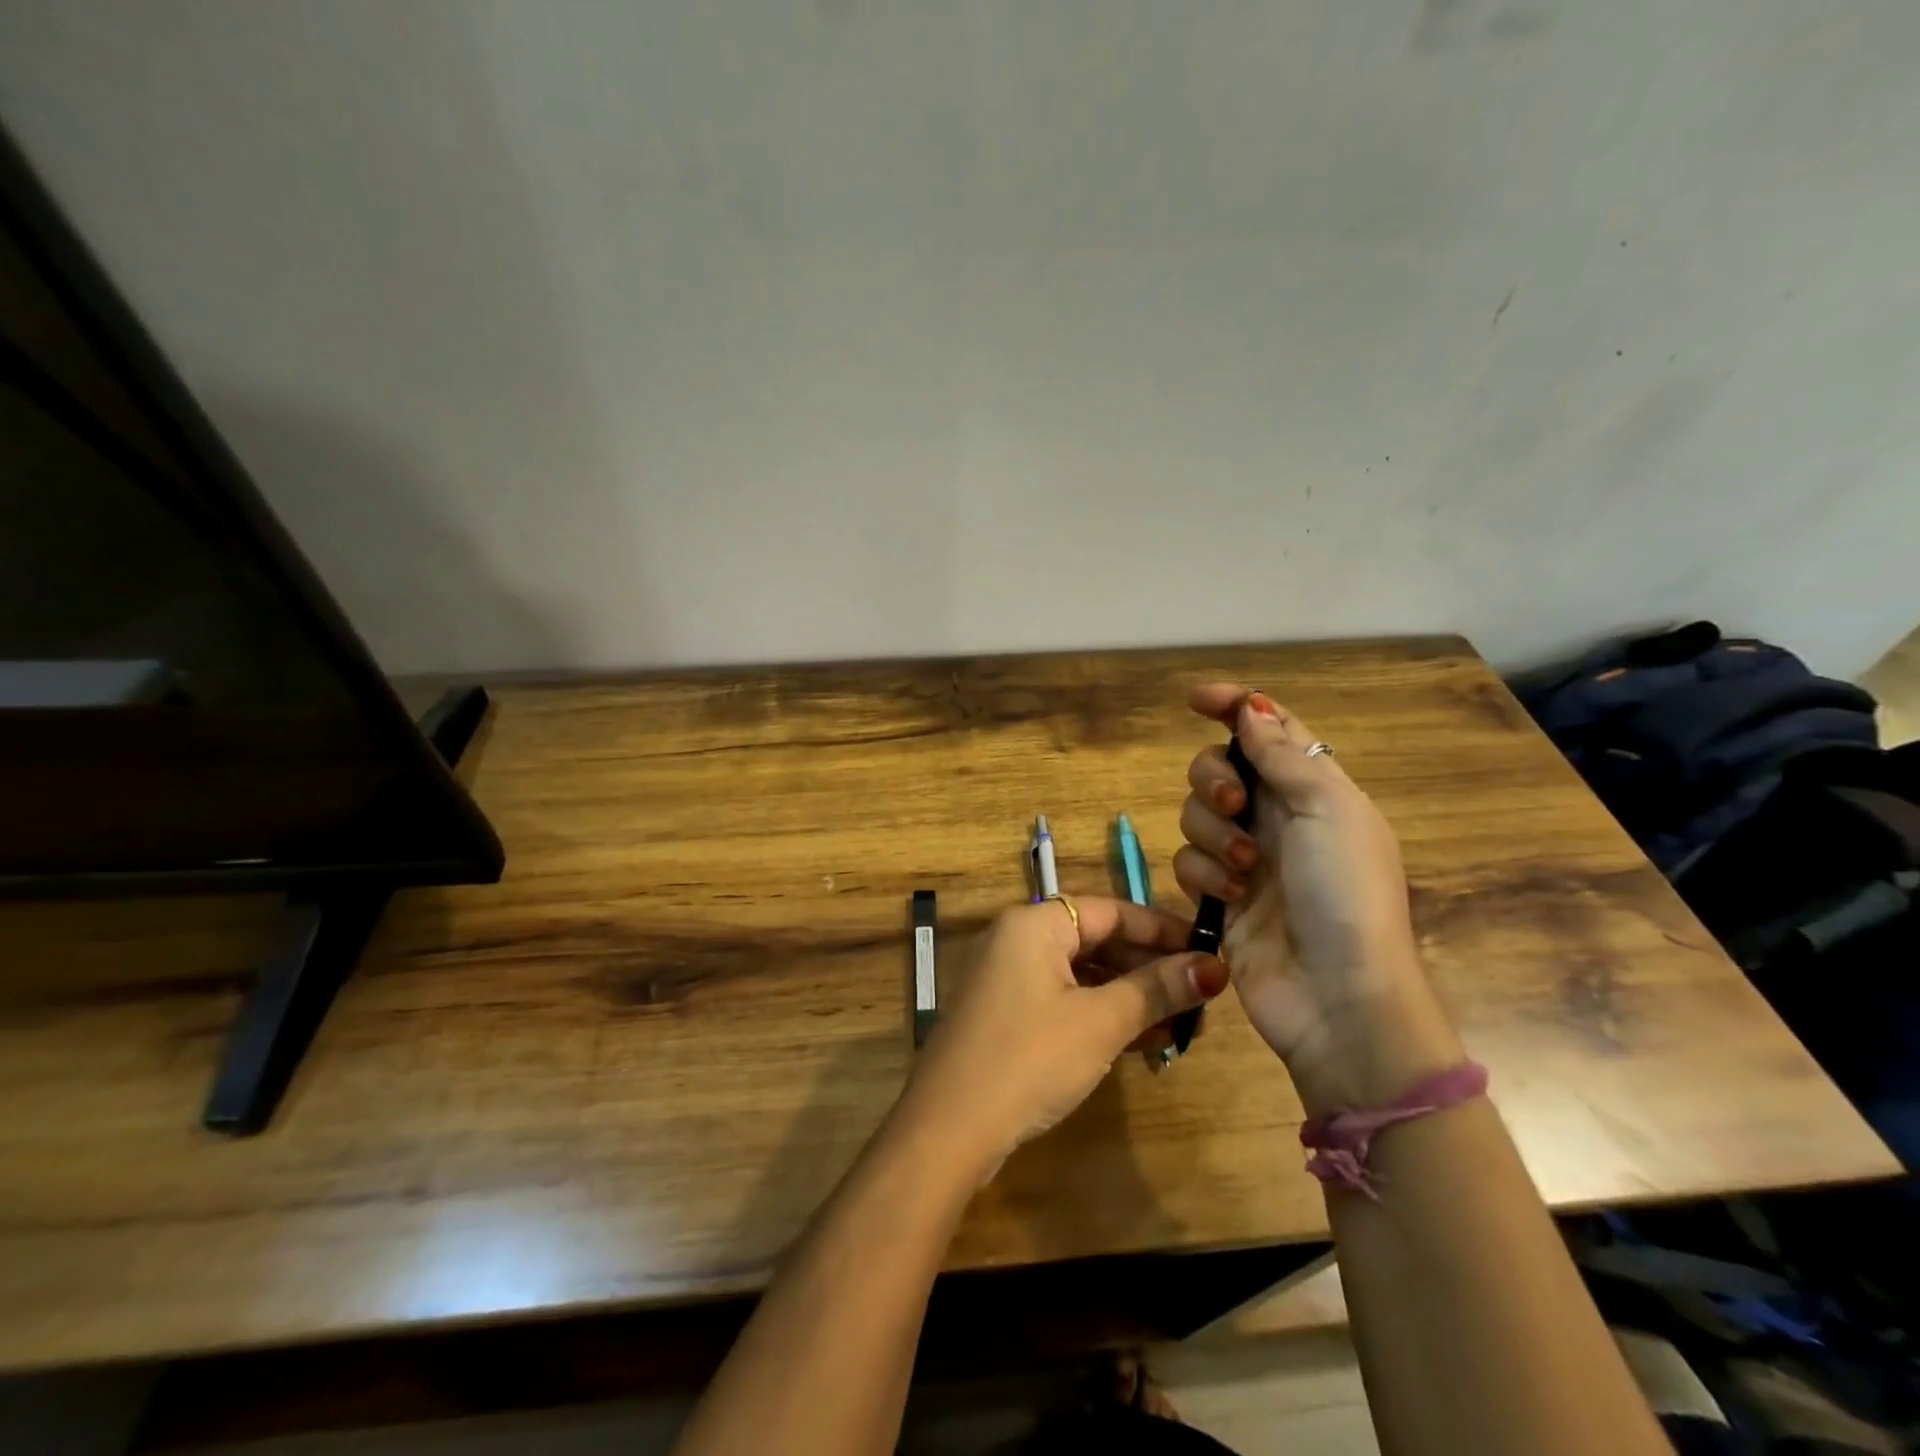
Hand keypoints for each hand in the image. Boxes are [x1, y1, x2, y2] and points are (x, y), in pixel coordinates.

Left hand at [899, 897, 1228, 1182]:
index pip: (1111, 911)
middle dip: (1149, 968)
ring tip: (1183, 1024)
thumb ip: (1156, 990)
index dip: (1162, 930)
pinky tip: (1143, 1041)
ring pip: (1083, 974)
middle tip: (1201, 996)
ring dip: (1130, 996)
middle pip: (1097, 940)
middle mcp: (1018, 939)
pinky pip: (1065, 1000)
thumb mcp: (1100, 1022)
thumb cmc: (1029, 1058)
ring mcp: (1009, 978)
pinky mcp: (1007, 1015)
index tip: (1209, 951)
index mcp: (1035, 923)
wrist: (949, 1127)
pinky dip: (1102, 1014)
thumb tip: (1214, 966)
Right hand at [1174, 684, 1462, 1114]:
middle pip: (1218, 768)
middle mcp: (1276, 816)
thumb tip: (1253, 707)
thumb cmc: (1346, 892)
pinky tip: (1230, 898)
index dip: (1235, 706)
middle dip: (1214, 780)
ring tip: (1245, 869)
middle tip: (1235, 806)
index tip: (1196, 700)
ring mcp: (1245, 857)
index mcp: (1313, 789)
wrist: (1337, 995)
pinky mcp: (1219, 895)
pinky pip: (1188, 861)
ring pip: (1194, 814)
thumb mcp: (1328, 809)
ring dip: (1213, 835)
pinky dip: (1205, 874)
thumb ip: (1282, 755)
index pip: (1269, 729)